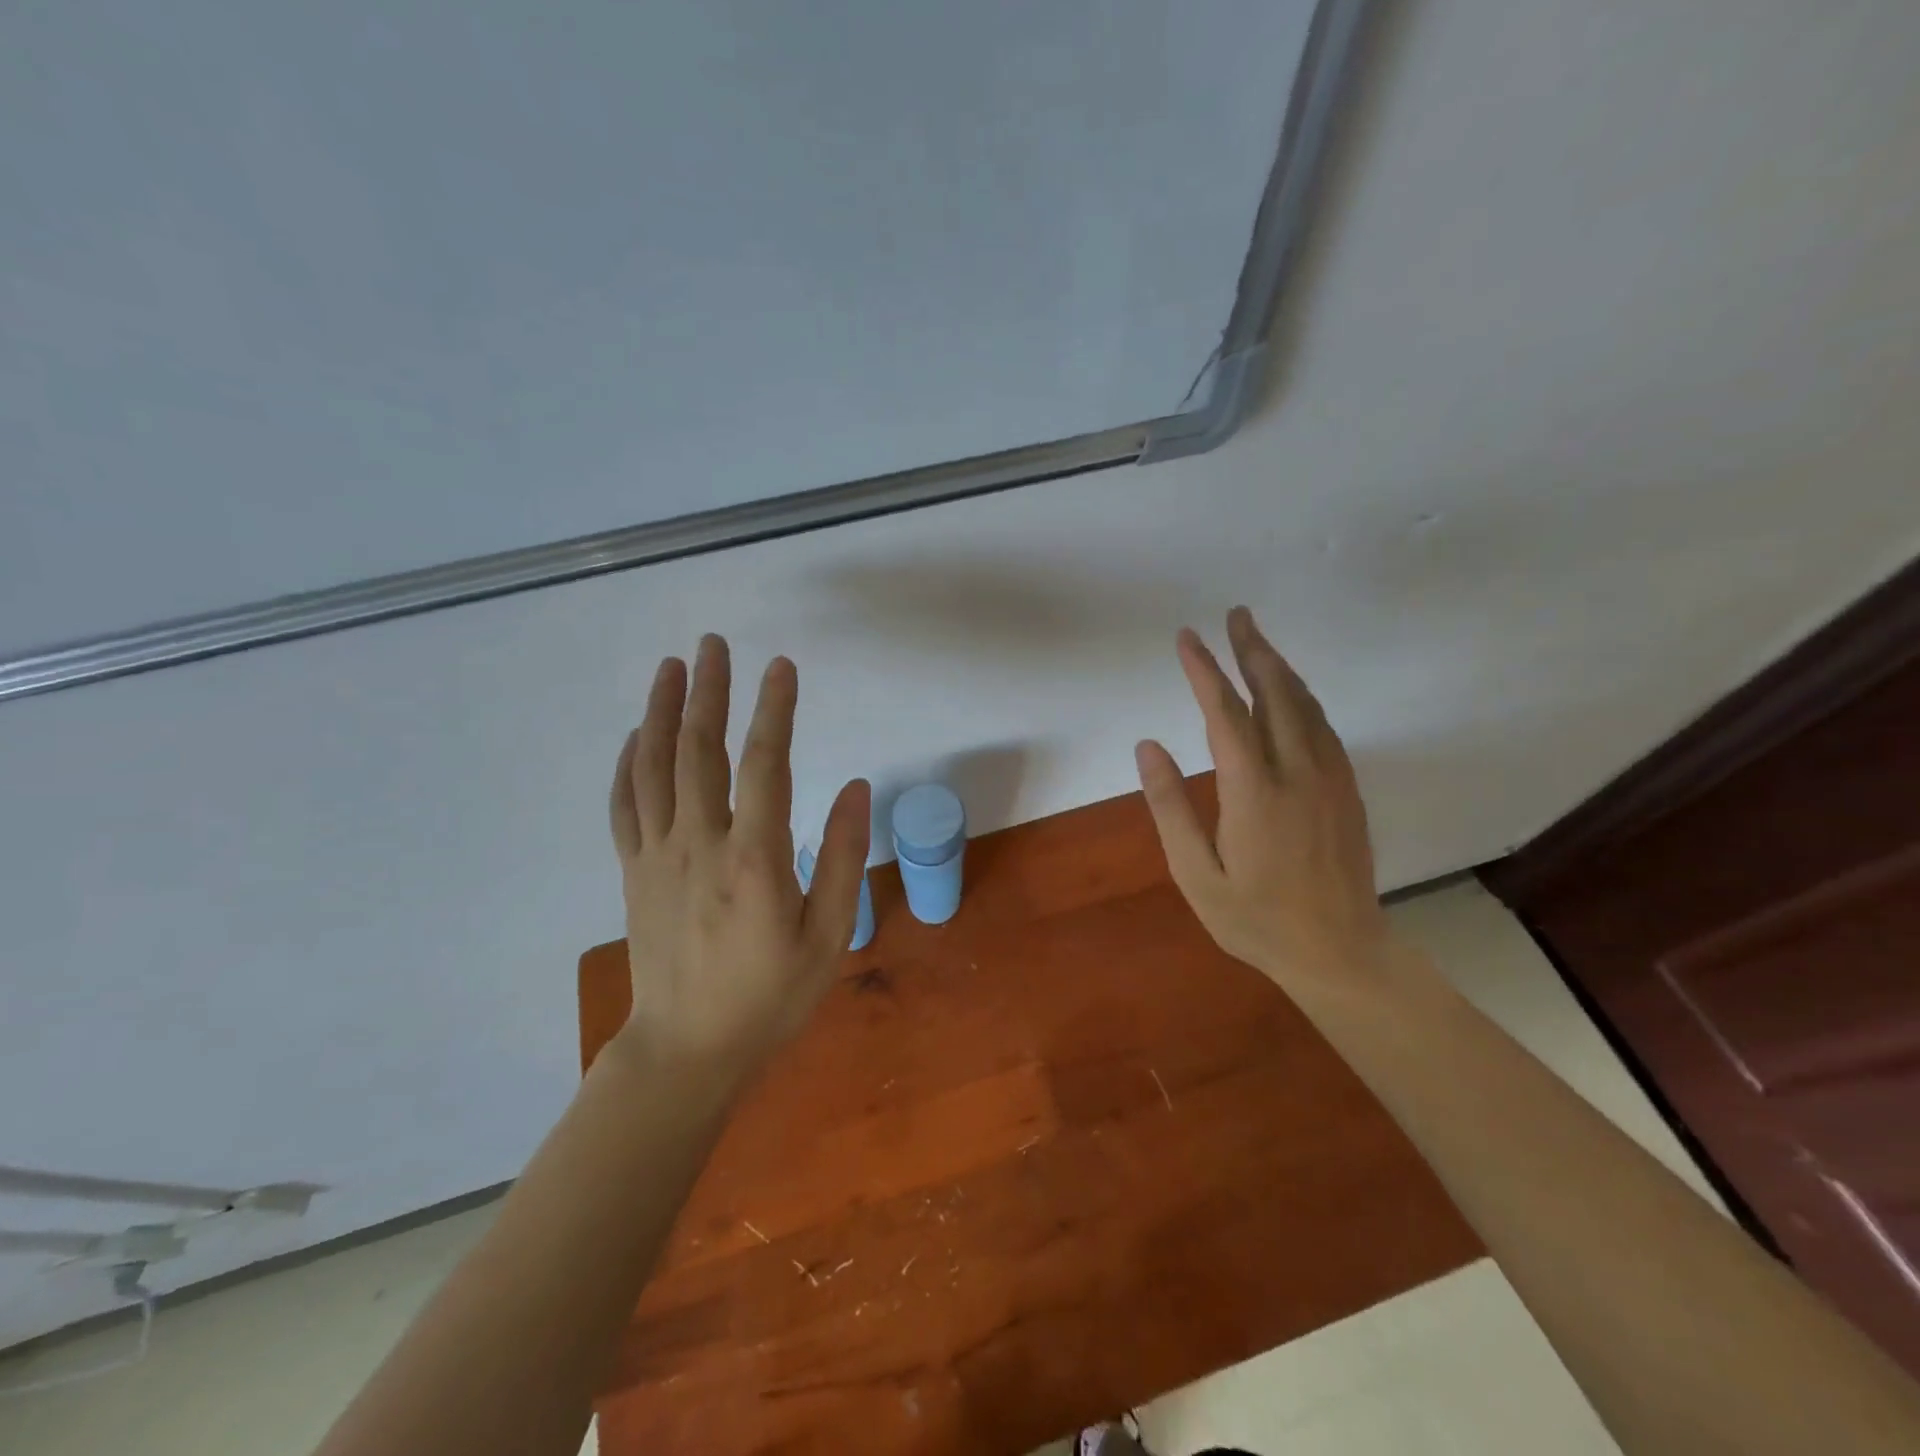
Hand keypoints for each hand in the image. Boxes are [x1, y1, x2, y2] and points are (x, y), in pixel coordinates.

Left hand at [608, 635, 870, 1070]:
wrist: (686, 1050)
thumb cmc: (769, 997)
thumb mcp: (828, 937)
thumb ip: (839, 858)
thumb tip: (853, 786)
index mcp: (754, 859)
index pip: (766, 764)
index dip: (774, 709)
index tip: (782, 666)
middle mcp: (700, 844)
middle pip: (699, 750)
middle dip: (708, 690)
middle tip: (713, 644)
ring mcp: (657, 856)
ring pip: (654, 768)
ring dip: (661, 711)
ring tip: (671, 667)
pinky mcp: (633, 872)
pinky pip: (624, 805)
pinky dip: (628, 763)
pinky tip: (634, 736)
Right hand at [1134, 606, 1397, 992]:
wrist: (1341, 952)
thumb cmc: (1256, 919)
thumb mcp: (1196, 874)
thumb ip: (1170, 808)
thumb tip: (1148, 747)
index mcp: (1255, 792)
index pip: (1225, 713)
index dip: (1204, 670)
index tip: (1186, 638)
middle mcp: (1298, 773)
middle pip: (1276, 694)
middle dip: (1253, 650)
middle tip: (1236, 616)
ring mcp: (1330, 779)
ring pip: (1306, 706)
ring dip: (1280, 668)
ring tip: (1257, 642)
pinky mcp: (1347, 790)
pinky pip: (1323, 728)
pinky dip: (1302, 698)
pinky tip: (1290, 694)